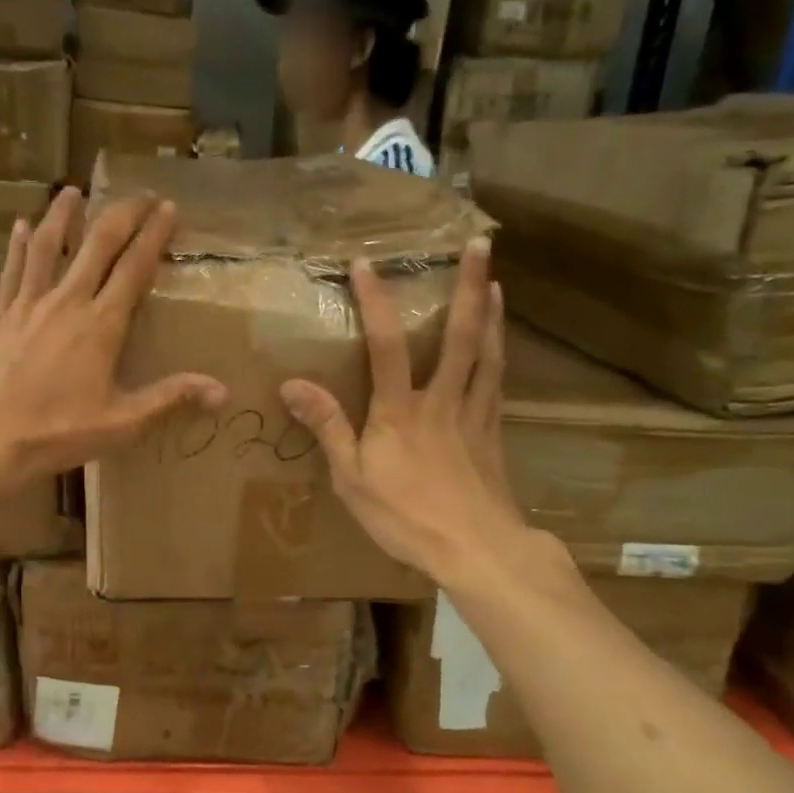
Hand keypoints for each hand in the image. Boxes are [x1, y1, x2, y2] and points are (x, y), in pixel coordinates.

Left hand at [0, 188, 226, 480]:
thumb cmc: (56, 432)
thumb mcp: (122, 422)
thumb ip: (170, 398)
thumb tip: (223, 391)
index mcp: (101, 324)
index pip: (135, 266)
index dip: (154, 234)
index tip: (169, 207)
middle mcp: (67, 301)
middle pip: (97, 243)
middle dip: (122, 213)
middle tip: (140, 194)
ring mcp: (28, 303)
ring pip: (47, 245)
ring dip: (63, 214)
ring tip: (73, 189)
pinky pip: (11, 269)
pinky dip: (17, 244)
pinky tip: (19, 225)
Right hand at [279, 236, 538, 582]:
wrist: (477, 549)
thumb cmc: (406, 515)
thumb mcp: (351, 477)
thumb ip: (327, 427)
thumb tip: (292, 383)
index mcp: (400, 410)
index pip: (386, 345)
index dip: (375, 301)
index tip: (365, 263)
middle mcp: (442, 400)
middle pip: (460, 335)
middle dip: (468, 286)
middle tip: (480, 243)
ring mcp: (474, 414)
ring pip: (487, 353)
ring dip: (491, 313)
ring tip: (494, 280)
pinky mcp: (493, 433)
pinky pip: (498, 382)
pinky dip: (500, 354)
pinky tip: (501, 345)